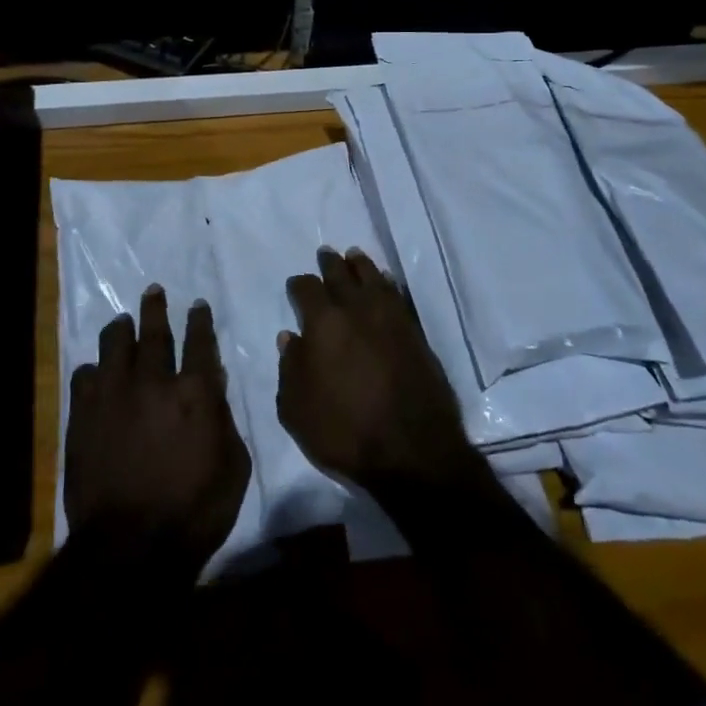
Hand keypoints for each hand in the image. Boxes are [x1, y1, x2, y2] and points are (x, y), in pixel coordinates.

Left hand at [64, 287, 250, 574]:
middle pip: (154, 331)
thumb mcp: (233, 468)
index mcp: (194, 392)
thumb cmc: (193, 513)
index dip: (200, 320)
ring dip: (121, 328)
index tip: (198, 305)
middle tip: (154, 290)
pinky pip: (84, 376)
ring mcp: (113, 395)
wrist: (129, 550)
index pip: (199, 341)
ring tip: (123, 322)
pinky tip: (96, 373)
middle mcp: (153, 381)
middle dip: (156, 308)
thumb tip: (215, 384)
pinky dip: (93, 370)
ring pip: (114, 344)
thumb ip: (225, 420)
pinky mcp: (83, 415)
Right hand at [277, 248, 478, 490]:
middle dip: (330, 263)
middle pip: (341, 273)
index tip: (296, 287)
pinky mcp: (415, 332)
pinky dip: (386, 284)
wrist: (413, 451)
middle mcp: (356, 309)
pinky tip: (384, 283)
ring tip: (354, 256)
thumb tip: (290, 338)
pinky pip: (397, 295)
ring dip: (360, 265)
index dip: (299, 285)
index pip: (306, 289)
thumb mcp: (297, 410)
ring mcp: (390, 318)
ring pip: (372, 277)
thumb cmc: (344, 431)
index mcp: (323, 323)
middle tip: (326, 254)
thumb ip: (289, 369)